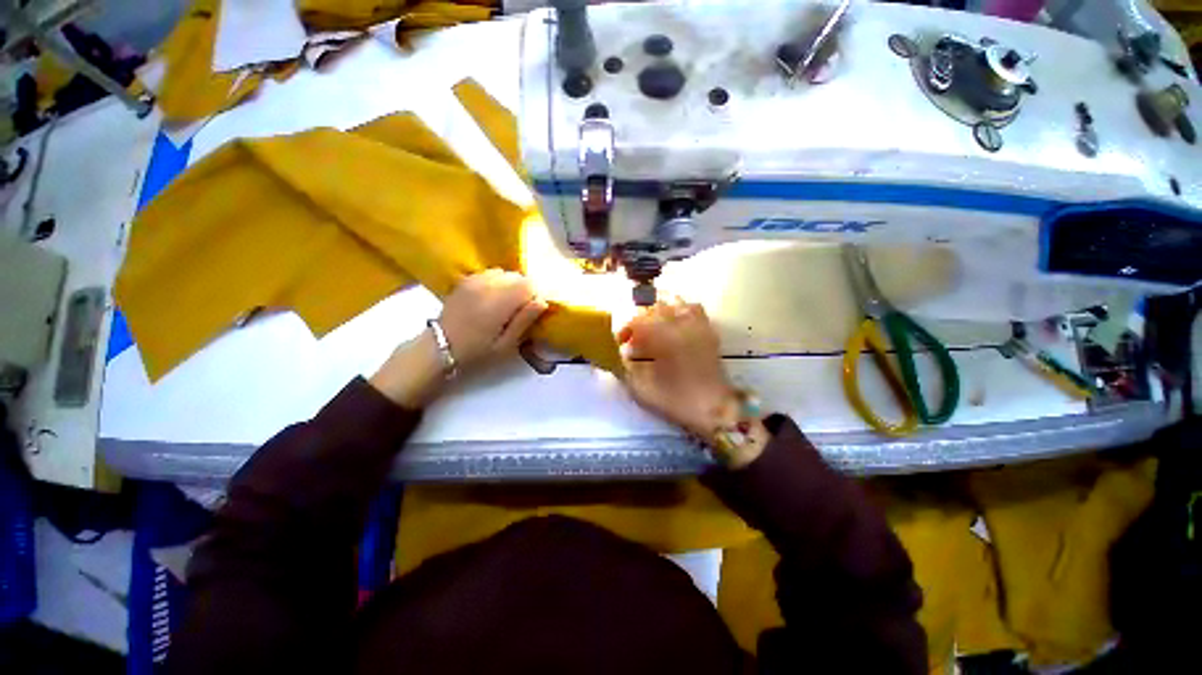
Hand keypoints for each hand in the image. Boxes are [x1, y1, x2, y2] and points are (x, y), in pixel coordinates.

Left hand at [438, 269, 548, 371]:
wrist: (439, 348)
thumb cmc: (477, 352)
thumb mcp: (506, 344)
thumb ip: (524, 320)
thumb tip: (542, 301)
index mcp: (499, 302)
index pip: (528, 284)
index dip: (534, 296)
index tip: (530, 312)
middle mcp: (487, 285)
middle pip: (517, 276)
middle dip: (523, 290)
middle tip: (517, 311)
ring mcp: (474, 280)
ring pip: (504, 273)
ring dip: (509, 285)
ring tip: (504, 304)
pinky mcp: (465, 280)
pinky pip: (489, 273)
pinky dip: (496, 282)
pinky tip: (490, 298)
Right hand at [617, 300, 739, 440]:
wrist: (714, 409)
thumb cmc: (676, 400)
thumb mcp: (642, 390)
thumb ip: (625, 370)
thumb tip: (621, 355)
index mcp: (663, 339)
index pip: (637, 322)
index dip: (625, 330)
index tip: (621, 343)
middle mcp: (680, 326)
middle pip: (654, 310)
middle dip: (640, 322)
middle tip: (635, 339)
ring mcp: (696, 326)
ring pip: (674, 304)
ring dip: (659, 313)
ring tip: (653, 327)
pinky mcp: (708, 332)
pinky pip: (694, 309)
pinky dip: (681, 310)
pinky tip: (675, 323)